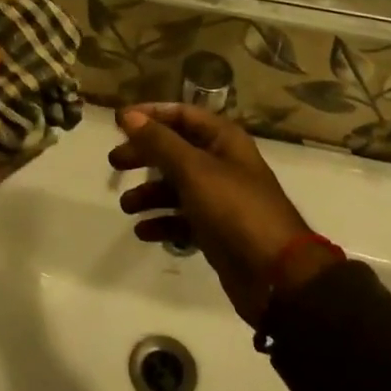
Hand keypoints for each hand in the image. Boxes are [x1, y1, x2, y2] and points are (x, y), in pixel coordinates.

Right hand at [111, 104, 332, 324]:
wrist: (275, 275)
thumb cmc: (234, 208)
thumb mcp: (193, 170)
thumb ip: (159, 142)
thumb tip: (128, 115)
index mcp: (223, 140)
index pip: (182, 114)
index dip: (151, 115)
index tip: (119, 122)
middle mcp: (222, 163)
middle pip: (175, 149)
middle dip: (145, 154)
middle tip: (114, 162)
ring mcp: (220, 198)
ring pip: (177, 186)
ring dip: (150, 193)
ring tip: (126, 205)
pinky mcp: (216, 231)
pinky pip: (183, 219)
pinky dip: (163, 222)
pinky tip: (144, 231)